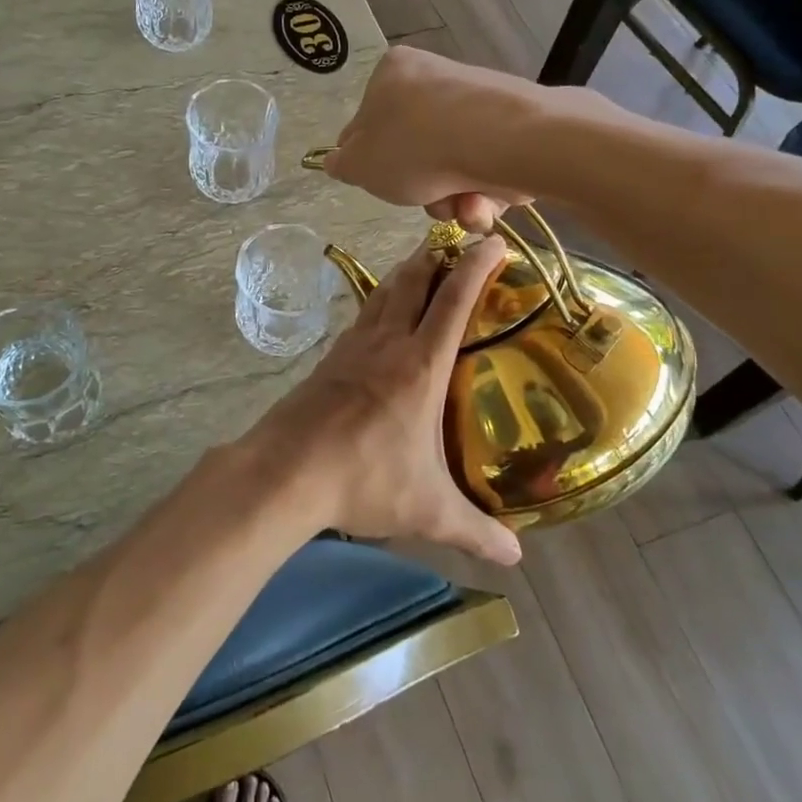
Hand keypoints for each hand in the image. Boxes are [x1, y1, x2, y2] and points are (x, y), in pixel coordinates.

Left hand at [235, 237, 521, 566]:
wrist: (286, 472)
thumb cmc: (364, 480)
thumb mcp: (428, 510)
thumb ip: (475, 531)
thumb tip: (516, 559)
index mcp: (421, 365)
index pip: (455, 300)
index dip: (477, 266)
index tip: (494, 242)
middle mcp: (387, 344)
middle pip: (413, 282)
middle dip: (437, 257)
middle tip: (455, 245)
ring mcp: (352, 348)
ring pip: (382, 294)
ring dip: (404, 275)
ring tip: (420, 268)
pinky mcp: (327, 360)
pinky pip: (361, 318)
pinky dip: (377, 303)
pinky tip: (377, 317)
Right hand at [321, 47, 539, 232]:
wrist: (503, 140)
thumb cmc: (416, 147)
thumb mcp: (359, 164)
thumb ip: (342, 164)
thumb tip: (337, 161)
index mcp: (391, 73)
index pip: (367, 123)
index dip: (372, 162)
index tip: (382, 183)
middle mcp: (434, 77)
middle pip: (415, 150)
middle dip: (421, 189)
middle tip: (424, 202)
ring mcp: (476, 100)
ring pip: (451, 166)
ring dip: (451, 198)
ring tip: (460, 205)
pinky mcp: (512, 124)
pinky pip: (484, 166)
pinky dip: (482, 190)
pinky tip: (483, 200)